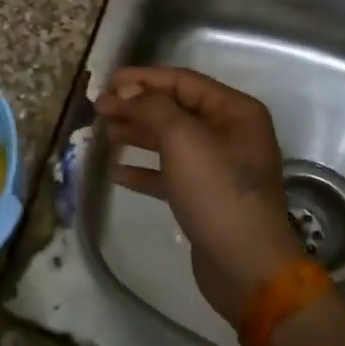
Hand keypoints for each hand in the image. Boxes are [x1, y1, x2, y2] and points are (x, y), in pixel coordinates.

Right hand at [95, 67, 303, 325]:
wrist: (246, 266)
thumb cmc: (216, 191)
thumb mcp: (182, 139)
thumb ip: (152, 107)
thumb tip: (126, 92)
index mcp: (234, 111)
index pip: (182, 81)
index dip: (142, 79)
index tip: (107, 83)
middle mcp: (230, 133)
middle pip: (175, 109)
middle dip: (136, 106)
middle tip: (99, 109)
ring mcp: (219, 166)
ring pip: (170, 140)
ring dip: (137, 134)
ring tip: (105, 134)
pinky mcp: (206, 195)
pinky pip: (170, 172)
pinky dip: (145, 170)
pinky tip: (117, 173)